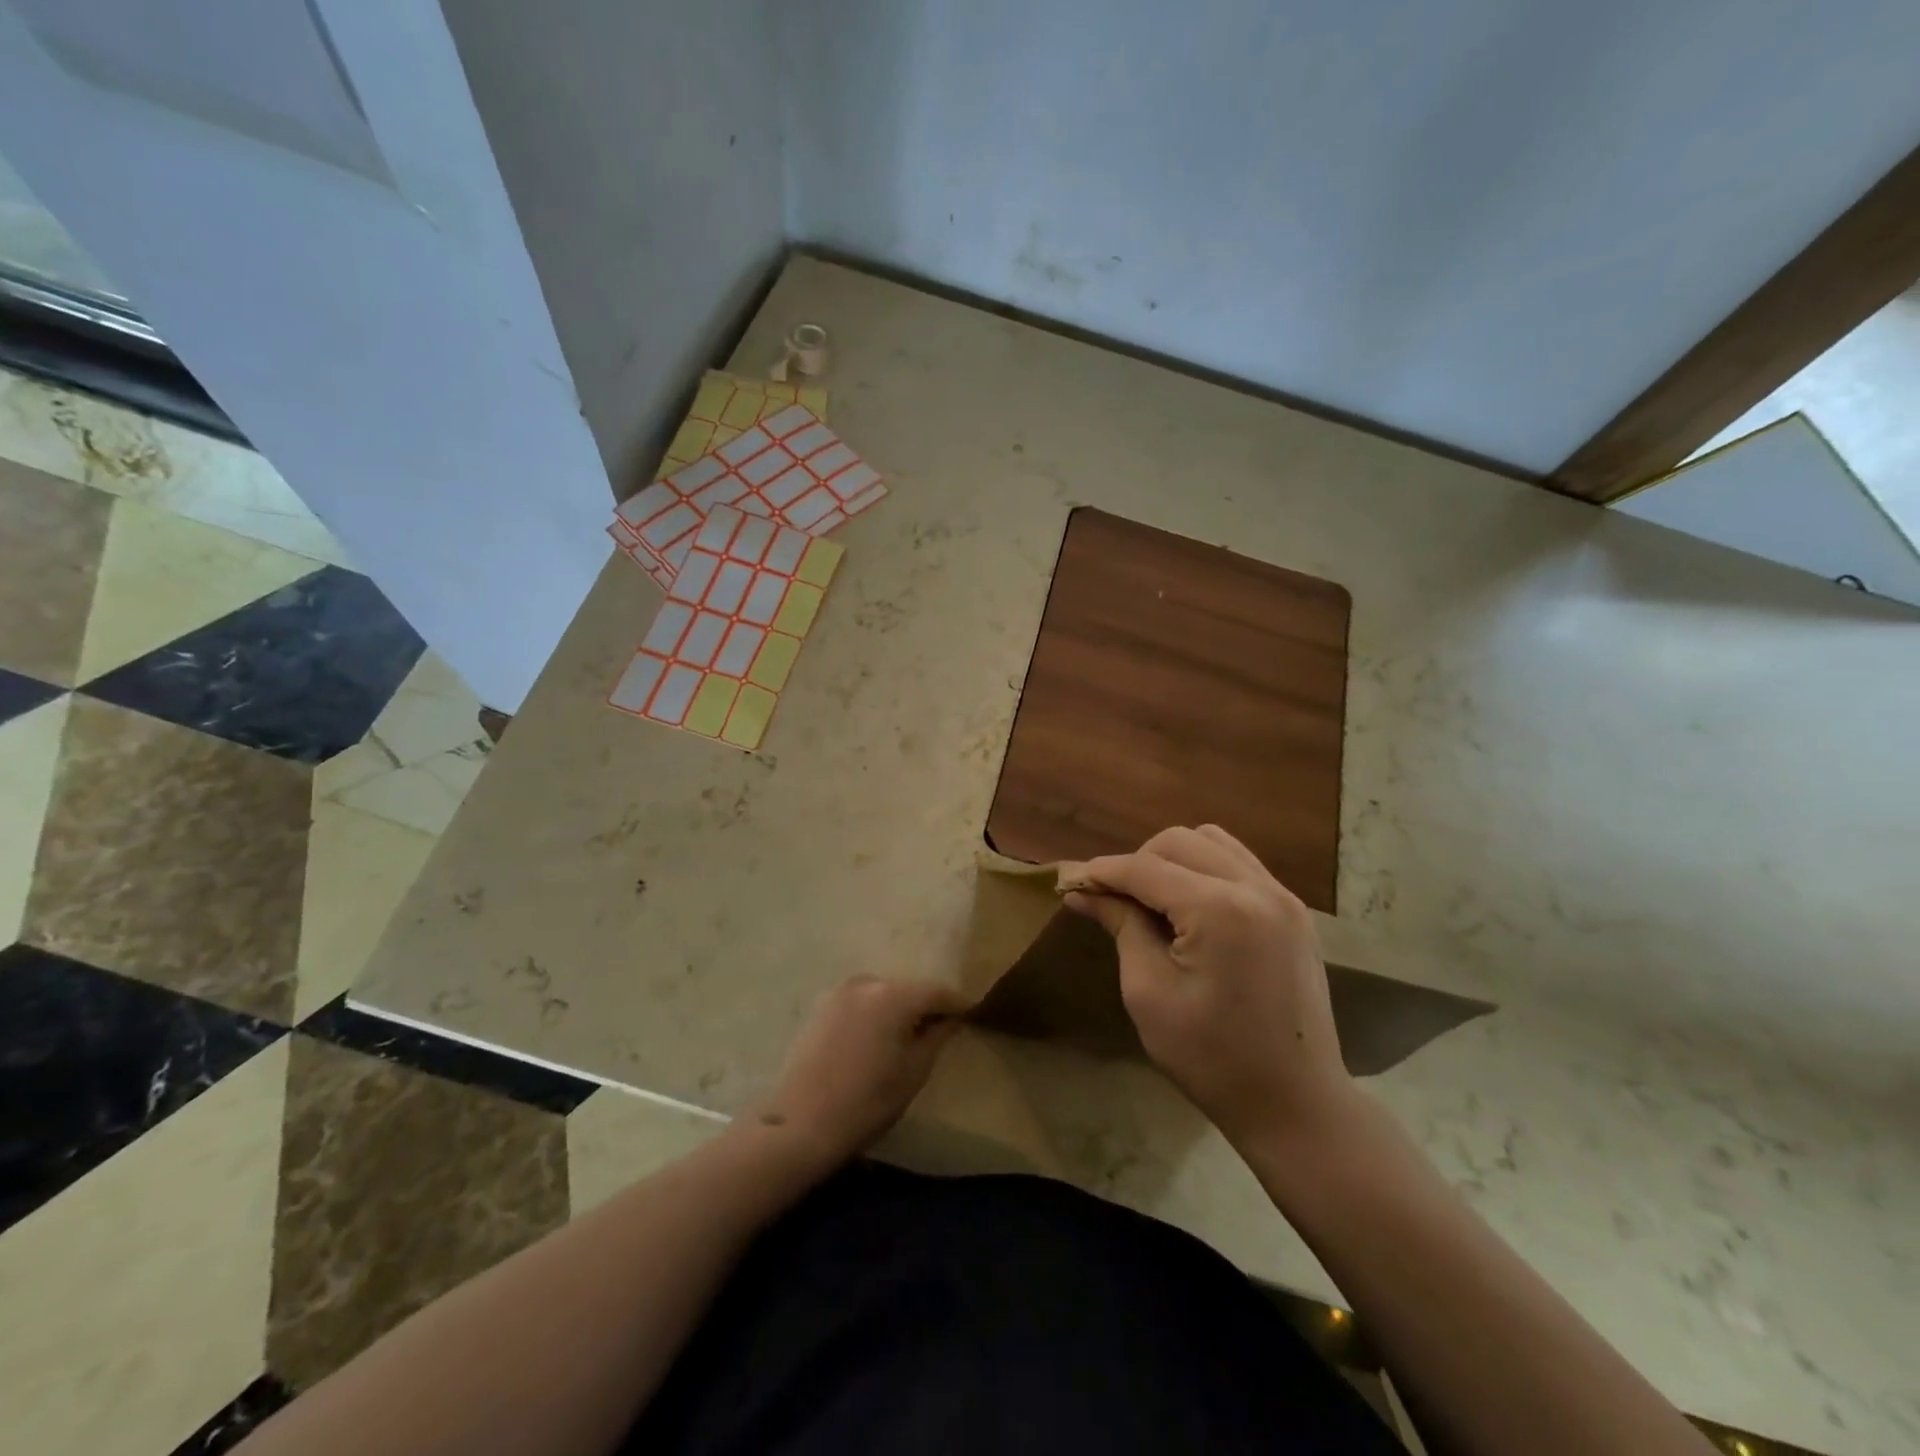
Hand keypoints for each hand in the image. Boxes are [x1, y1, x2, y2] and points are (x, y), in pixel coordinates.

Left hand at [753, 975, 966, 1168]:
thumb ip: (937, 1036)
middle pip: (907, 989)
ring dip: (896, 1009)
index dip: (955, 1002)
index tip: (970, 1013)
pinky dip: (872, 1015)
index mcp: (894, 996)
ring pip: (881, 995)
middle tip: (938, 1028)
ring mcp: (839, 992)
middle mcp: (867, 982)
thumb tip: (950, 1019)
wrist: (800, 1123)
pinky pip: (859, 1004)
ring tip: (905, 1036)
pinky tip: (875, 1039)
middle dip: (924, 1006)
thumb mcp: (914, 1072)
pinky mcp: (820, 1007)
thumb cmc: (867, 1101)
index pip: (936, 991)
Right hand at [1062, 825, 1354, 1149]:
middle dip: (1137, 862)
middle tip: (1113, 900)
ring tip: (1151, 900)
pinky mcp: (1295, 910)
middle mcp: (1256, 888)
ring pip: (1212, 842)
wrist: (1296, 1104)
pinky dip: (1205, 868)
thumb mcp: (1149, 994)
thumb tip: (1082, 891)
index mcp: (1220, 910)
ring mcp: (1283, 896)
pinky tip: (1189, 905)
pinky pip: (1239, 863)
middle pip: (1179, 841)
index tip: (1070, 881)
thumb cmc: (1211, 1059)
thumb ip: (1121, 927)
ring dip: (1172, 859)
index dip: (1103, 872)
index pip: (1146, 869)